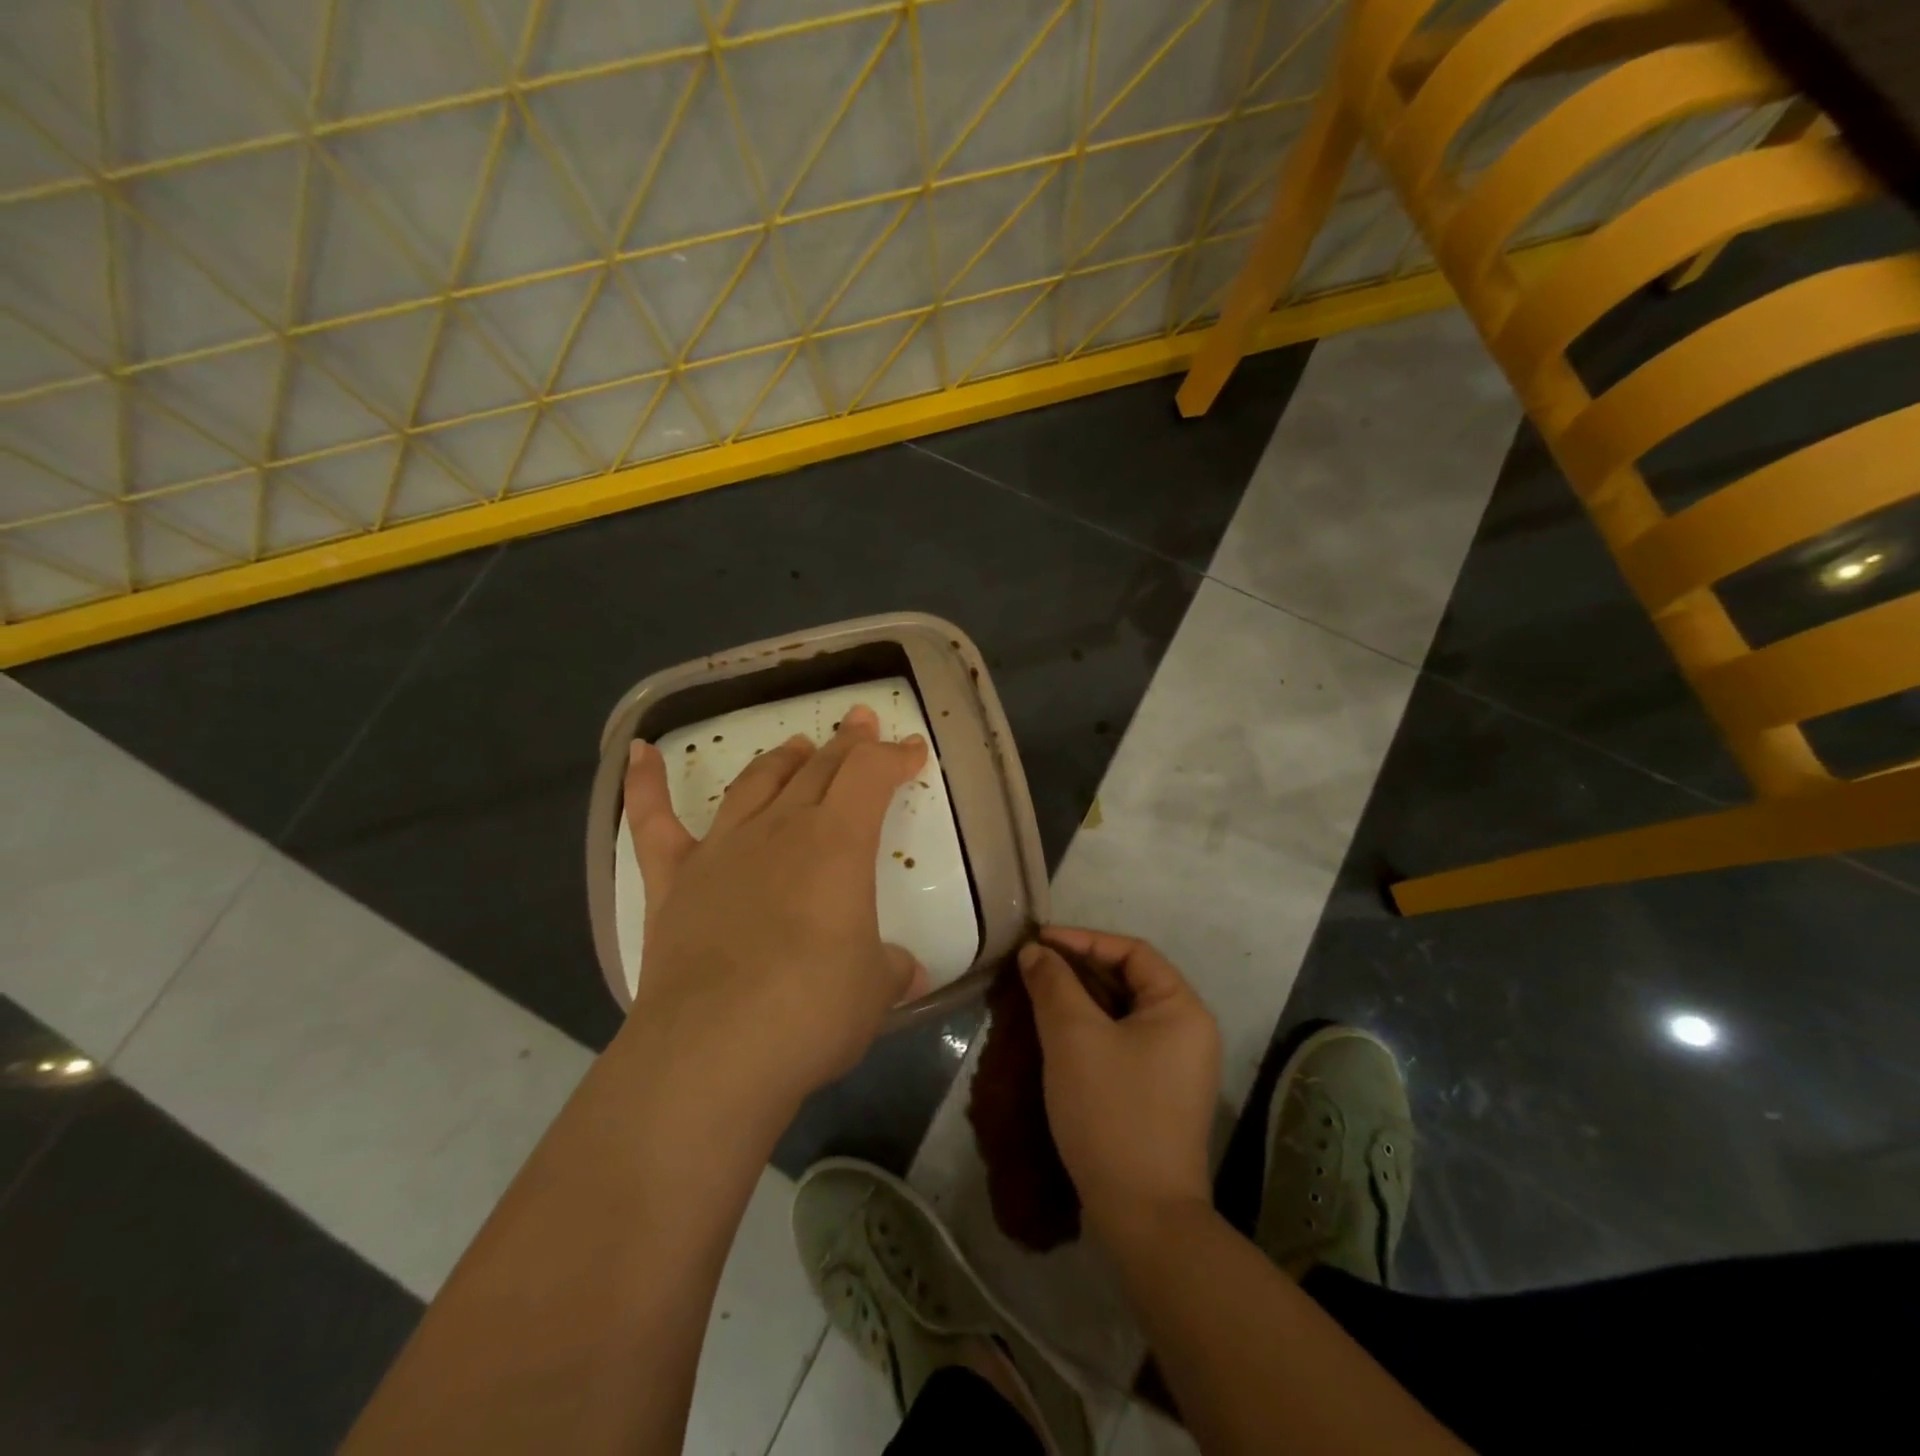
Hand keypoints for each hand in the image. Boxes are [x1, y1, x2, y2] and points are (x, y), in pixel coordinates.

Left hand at [619, 705, 928, 1112]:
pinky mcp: (673, 880)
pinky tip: (639, 752)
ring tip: (796, 745)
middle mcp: (780, 830)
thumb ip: (890, 969)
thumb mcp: (875, 990)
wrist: (714, 1051)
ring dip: (780, 759)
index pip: (872, 776)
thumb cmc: (812, 1011)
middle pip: (819, 769)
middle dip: (847, 744)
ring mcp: (721, 850)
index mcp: (838, 844)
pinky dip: (645, 784)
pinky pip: (653, 821)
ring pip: (755, 784)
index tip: (912, 751)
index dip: (895, 757)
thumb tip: (907, 972)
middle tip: (860, 724)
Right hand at [1020, 928, 1220, 1245]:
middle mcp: (1187, 1030)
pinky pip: (1121, 1042)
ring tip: (1035, 994)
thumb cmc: (1112, 1112)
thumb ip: (1053, 984)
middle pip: (1128, 980)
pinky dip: (1088, 1029)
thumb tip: (1035, 952)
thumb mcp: (1074, 1037)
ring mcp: (1175, 1066)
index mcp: (1181, 1008)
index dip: (1082, 940)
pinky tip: (1054, 1034)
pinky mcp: (1158, 1093)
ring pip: (1121, 1013)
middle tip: (1031, 968)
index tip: (1037, 943)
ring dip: (1080, 999)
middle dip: (1078, 969)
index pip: (1131, 951)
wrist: (1143, 1217)